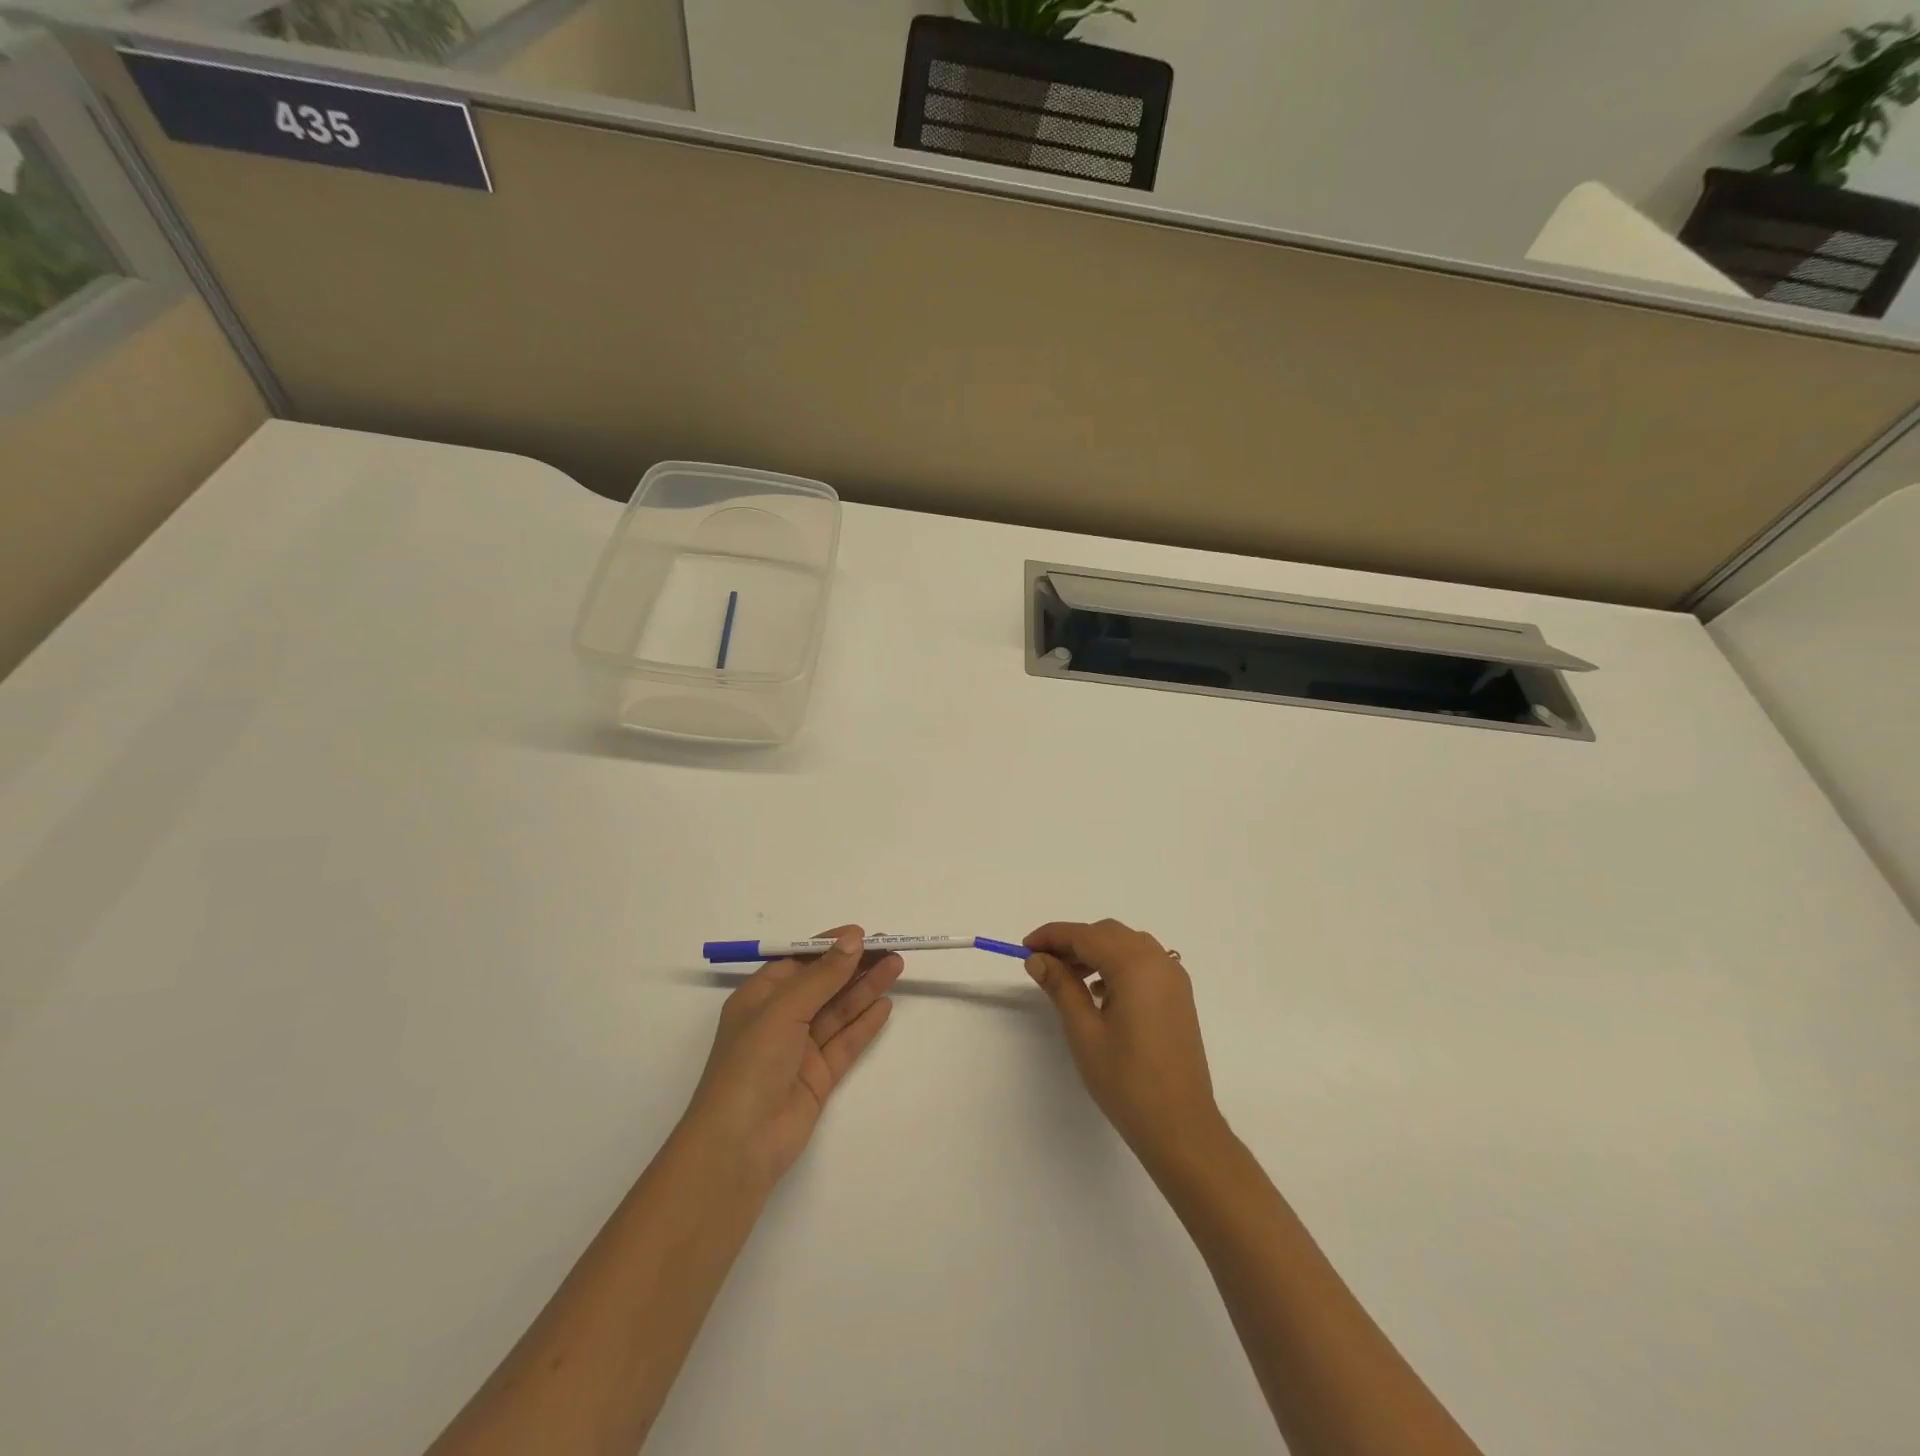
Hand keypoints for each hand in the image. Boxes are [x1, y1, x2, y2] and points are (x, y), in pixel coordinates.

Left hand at [682, 926, 901, 1187]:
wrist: (739, 1145)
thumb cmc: (751, 1064)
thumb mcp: (784, 1010)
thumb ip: (822, 975)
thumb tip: (853, 939)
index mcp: (759, 997)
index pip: (799, 961)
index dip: (830, 946)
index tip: (863, 934)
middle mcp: (780, 1019)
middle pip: (823, 984)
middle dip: (855, 965)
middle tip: (890, 948)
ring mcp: (800, 1049)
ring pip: (838, 1010)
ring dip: (866, 988)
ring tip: (896, 966)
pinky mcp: (818, 1076)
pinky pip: (845, 1042)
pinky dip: (865, 1023)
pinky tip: (885, 1005)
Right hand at [1024, 919, 1224, 1171]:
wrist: (1181, 1126)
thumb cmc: (1127, 1079)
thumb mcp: (1084, 1031)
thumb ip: (1060, 986)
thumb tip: (1038, 958)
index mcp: (1135, 964)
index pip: (1085, 935)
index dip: (1052, 936)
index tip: (1024, 947)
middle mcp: (1158, 961)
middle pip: (1108, 934)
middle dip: (1073, 941)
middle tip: (1042, 962)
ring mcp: (1173, 978)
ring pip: (1127, 945)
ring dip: (1095, 952)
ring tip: (1066, 977)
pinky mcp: (1178, 996)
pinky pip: (1143, 963)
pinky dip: (1117, 964)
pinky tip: (1098, 991)